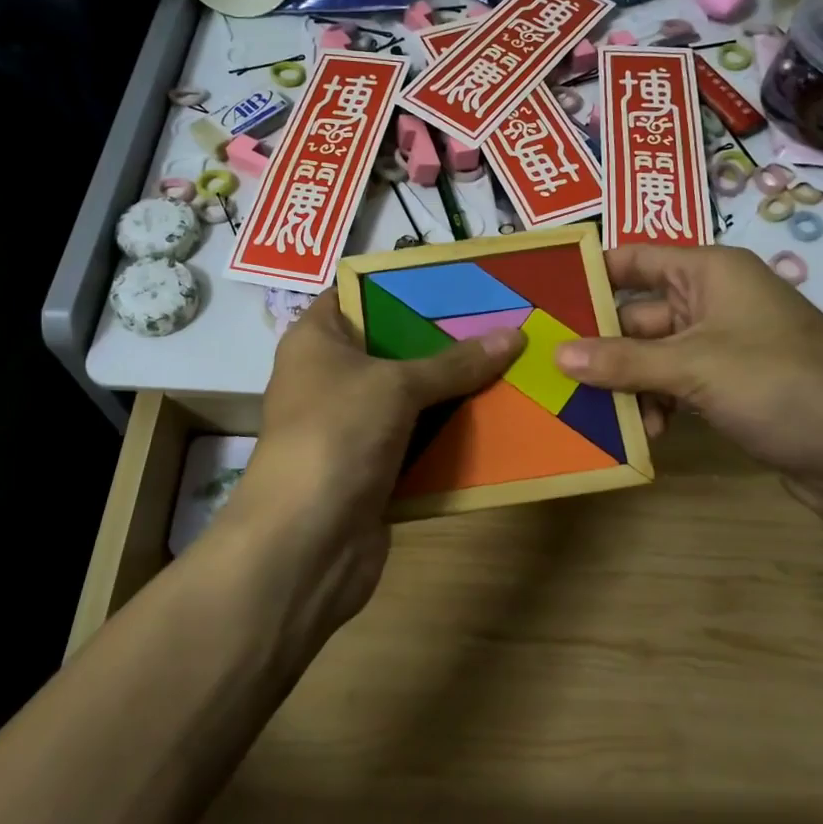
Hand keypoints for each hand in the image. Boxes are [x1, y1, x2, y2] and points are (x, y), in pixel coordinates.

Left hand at [213, 290, 521, 650]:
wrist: (307, 543)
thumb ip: (454, 362)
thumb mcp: (397, 385)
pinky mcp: (371, 469)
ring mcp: (350, 426)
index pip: (355, 294)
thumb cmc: (337, 434)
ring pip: (410, 398)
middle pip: (391, 347)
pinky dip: (449, 435)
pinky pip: (418, 441)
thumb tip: (515, 335)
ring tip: (510, 364)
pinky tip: (497, 420)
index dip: (401, 284)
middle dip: (443, 340)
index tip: (457, 281)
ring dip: (453, 391)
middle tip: (499, 321)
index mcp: (316, 340)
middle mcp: (329, 378)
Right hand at [553, 245, 822, 529]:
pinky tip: (643, 433)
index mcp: (710, 272)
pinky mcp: (728, 388)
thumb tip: (557, 353)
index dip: (589, 273)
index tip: (539, 297)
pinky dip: (654, 405)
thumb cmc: (782, 386)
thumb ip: (622, 361)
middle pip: (636, 313)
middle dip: (598, 343)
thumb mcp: (694, 368)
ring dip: (626, 383)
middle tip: (548, 369)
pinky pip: (672, 387)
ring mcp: (721, 347)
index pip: (633, 259)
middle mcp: (713, 301)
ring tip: (594, 413)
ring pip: (651, 356)